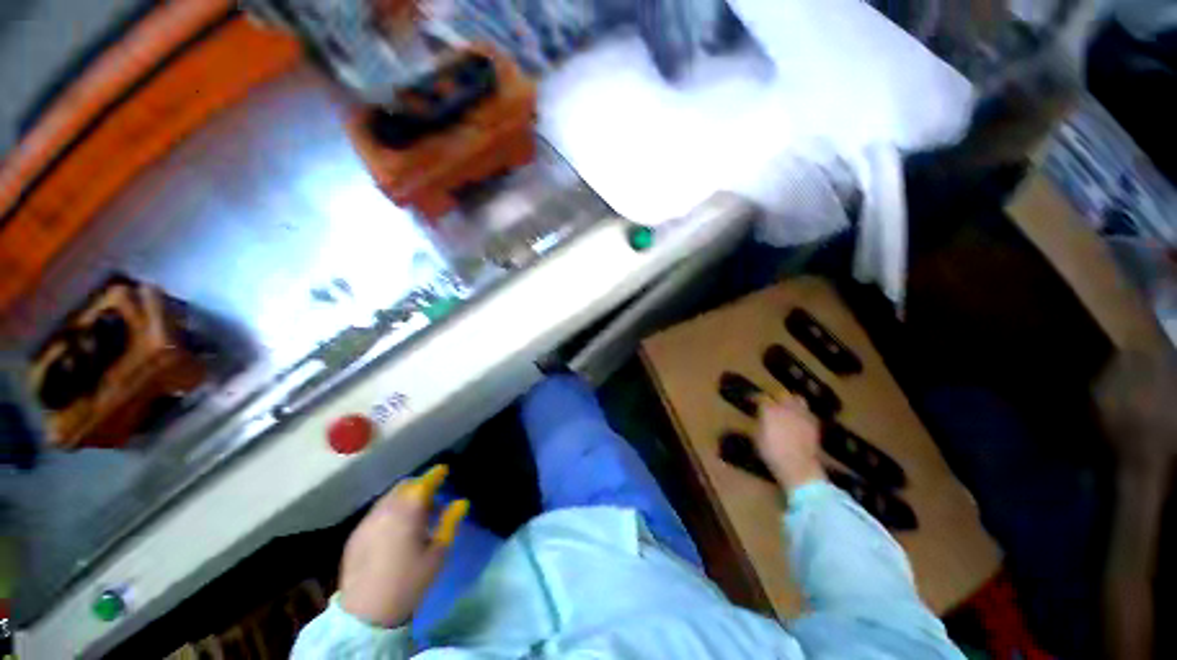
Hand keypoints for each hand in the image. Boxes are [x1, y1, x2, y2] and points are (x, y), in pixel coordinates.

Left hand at [339, 465, 468, 627]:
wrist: (365, 615)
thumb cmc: (409, 582)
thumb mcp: (438, 553)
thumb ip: (450, 522)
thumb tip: (461, 502)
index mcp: (408, 511)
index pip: (424, 482)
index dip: (436, 474)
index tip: (444, 471)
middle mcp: (385, 510)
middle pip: (405, 485)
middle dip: (420, 485)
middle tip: (432, 499)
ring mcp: (367, 522)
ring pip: (389, 497)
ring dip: (404, 498)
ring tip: (415, 517)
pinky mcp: (355, 535)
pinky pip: (377, 512)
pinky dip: (390, 511)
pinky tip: (395, 531)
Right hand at [755, 395, 824, 491]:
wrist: (798, 466)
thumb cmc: (772, 452)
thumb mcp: (757, 437)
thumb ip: (759, 422)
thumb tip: (761, 417)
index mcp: (770, 410)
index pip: (761, 397)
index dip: (755, 398)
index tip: (751, 400)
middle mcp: (787, 407)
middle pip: (781, 394)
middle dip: (775, 397)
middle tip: (770, 404)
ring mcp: (802, 414)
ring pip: (797, 399)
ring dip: (791, 402)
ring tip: (787, 408)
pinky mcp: (814, 423)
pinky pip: (807, 412)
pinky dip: (802, 413)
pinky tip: (798, 421)